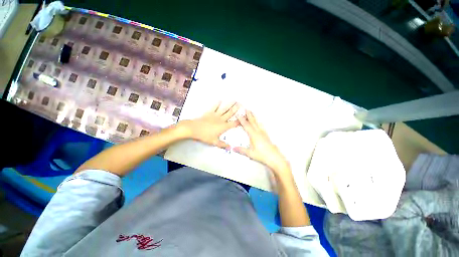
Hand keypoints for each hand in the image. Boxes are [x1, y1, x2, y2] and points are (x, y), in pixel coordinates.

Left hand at [177, 102, 239, 147]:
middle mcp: (221, 119)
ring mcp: (215, 115)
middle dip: (236, 109)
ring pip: (224, 109)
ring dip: (229, 104)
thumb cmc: (205, 136)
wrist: (194, 129)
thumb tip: (230, 147)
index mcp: (223, 127)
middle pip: (230, 114)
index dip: (240, 121)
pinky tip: (220, 100)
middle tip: (241, 104)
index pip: (234, 123)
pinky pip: (214, 107)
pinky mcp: (209, 112)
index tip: (244, 117)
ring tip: (234, 100)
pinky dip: (217, 104)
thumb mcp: (214, 142)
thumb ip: (222, 144)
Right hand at [234, 111, 290, 175]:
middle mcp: (258, 132)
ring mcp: (263, 133)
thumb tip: (233, 148)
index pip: (246, 125)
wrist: (274, 157)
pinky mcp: (266, 135)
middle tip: (246, 109)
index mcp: (254, 135)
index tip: (239, 114)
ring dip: (254, 117)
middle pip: (253, 122)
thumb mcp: (250, 153)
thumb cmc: (262, 155)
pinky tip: (259, 122)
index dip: (242, 120)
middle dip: (249, 115)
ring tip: (252, 113)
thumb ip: (241, 150)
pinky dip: (259, 122)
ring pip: (257, 123)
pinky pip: (261, 126)